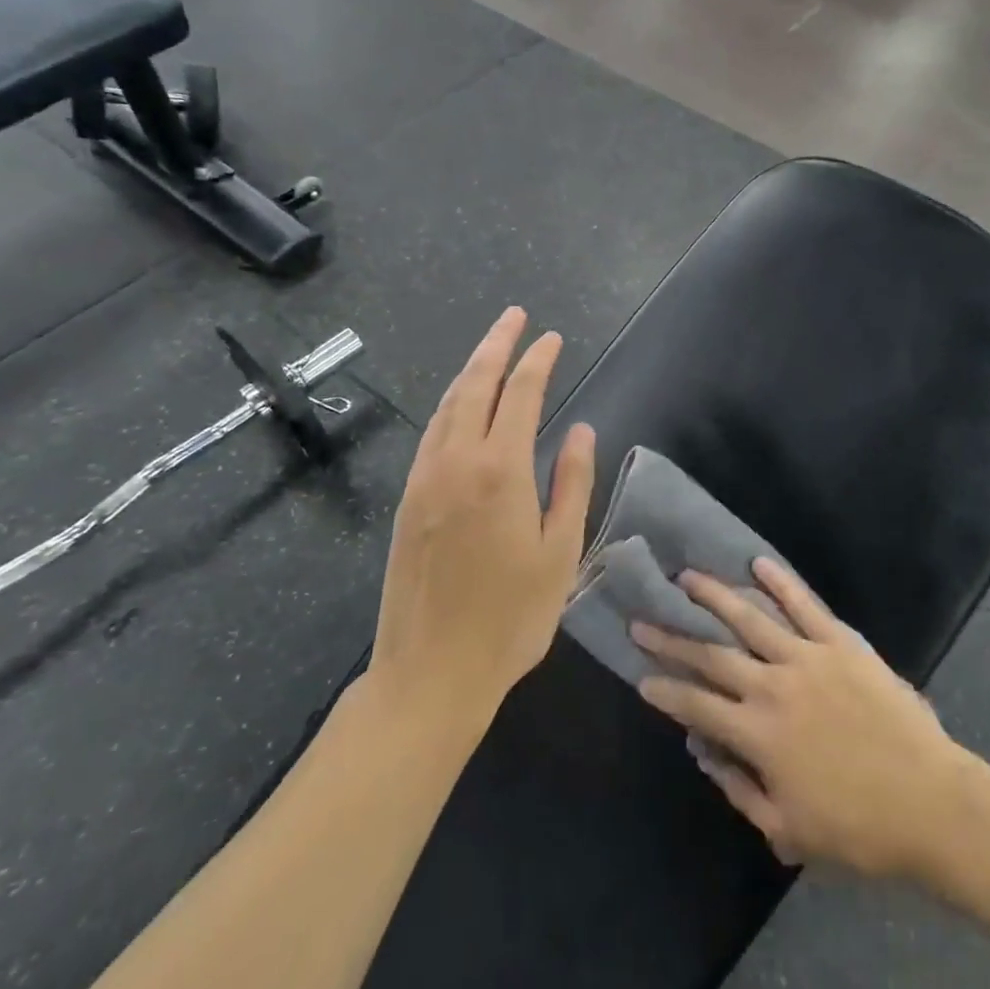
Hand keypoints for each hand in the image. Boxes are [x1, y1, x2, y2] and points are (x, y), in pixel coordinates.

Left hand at [370, 307, 596, 728]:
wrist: (430, 673)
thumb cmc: (511, 618)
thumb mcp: (560, 552)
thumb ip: (572, 483)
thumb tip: (582, 428)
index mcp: (500, 471)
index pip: (519, 394)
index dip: (538, 360)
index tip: (552, 337)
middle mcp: (456, 461)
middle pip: (475, 384)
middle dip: (496, 344)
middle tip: (514, 316)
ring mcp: (424, 479)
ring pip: (447, 405)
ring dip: (470, 369)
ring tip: (490, 348)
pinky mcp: (408, 500)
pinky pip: (431, 433)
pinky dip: (450, 404)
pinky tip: (461, 406)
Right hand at [633, 559, 959, 877]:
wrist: (930, 803)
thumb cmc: (858, 828)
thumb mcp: (787, 828)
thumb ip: (739, 788)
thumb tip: (703, 751)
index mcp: (757, 734)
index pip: (696, 704)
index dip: (665, 689)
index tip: (640, 674)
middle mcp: (773, 686)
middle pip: (712, 655)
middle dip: (673, 637)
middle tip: (643, 618)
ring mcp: (807, 658)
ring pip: (750, 618)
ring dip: (715, 596)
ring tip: (687, 577)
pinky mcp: (840, 643)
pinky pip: (805, 605)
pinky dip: (780, 582)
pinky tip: (758, 563)